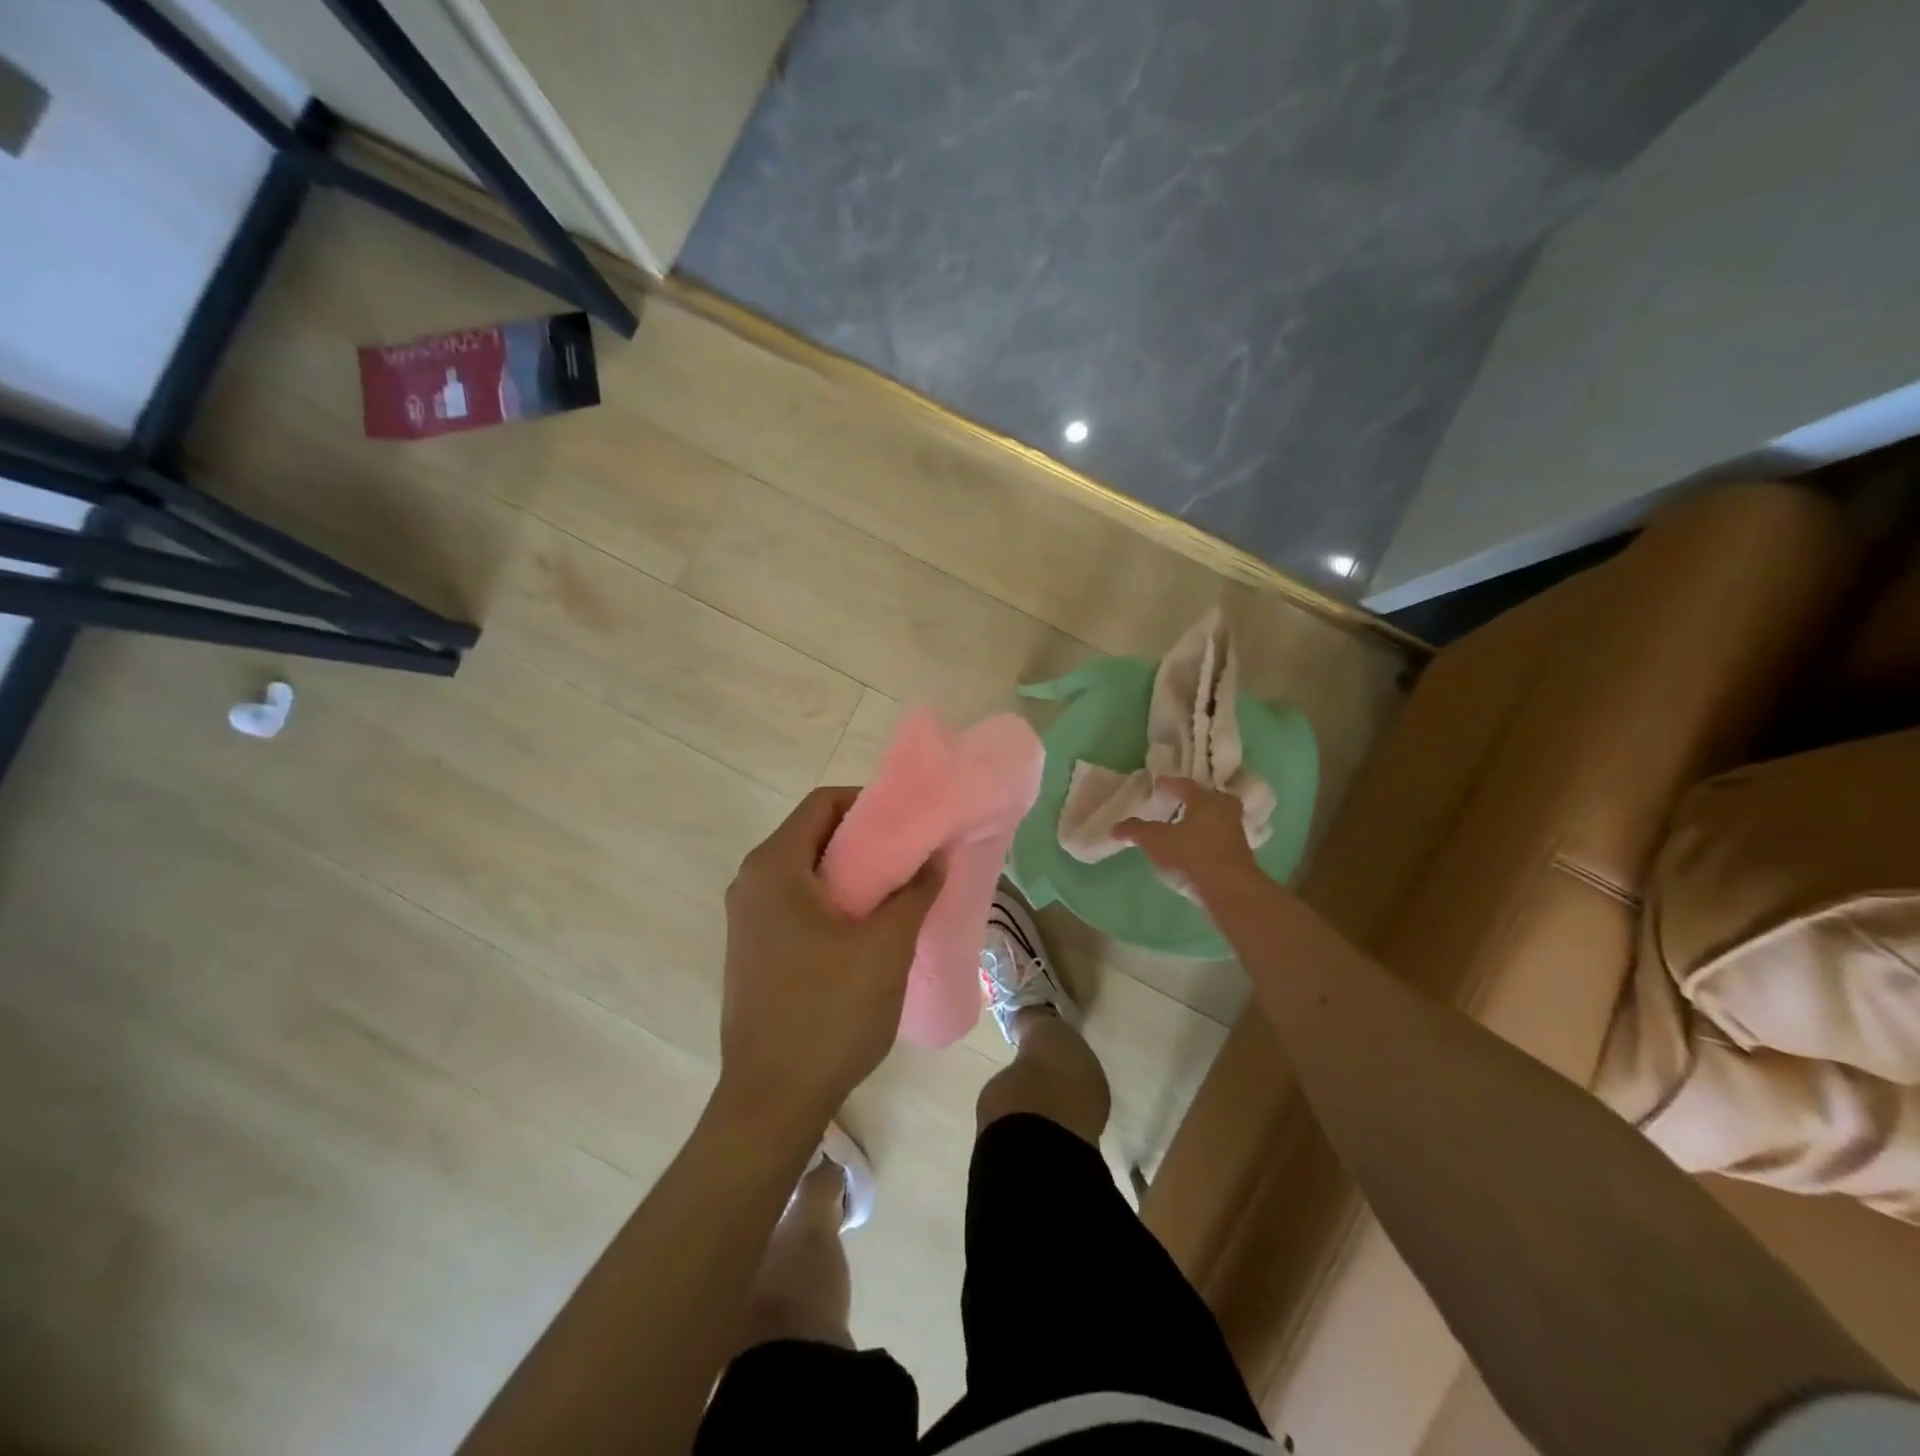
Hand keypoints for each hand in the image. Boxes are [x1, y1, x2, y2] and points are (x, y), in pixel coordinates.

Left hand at [717, 787, 940, 1134]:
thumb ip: (914, 892)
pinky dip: (833, 899)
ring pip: (806, 870)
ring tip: (898, 889)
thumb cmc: (829, 1012)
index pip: (824, 803)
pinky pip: (797, 901)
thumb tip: (936, 857)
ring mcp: (748, 918)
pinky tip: (868, 925)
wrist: (772, 1098)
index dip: (870, 802)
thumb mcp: (885, 947)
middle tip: (912, 855)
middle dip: (865, 839)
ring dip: (851, 872)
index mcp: (774, 867)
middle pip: (814, 834)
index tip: (911, 821)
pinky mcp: (753, 947)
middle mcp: (751, 882)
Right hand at [1116, 776, 1261, 897]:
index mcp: (1205, 798)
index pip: (1183, 785)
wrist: (1229, 890)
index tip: (1155, 787)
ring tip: (1178, 828)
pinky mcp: (1239, 854)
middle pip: (1203, 799)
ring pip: (1212, 819)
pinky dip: (1203, 839)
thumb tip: (1115, 827)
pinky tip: (1191, 849)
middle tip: (1172, 804)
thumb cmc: (1191, 855)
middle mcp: (1224, 809)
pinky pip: (1216, 838)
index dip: (1167, 785)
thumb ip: (1135, 830)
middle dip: (1188, 801)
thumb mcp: (1155, 840)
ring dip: (1196, 822)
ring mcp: (1235, 832)